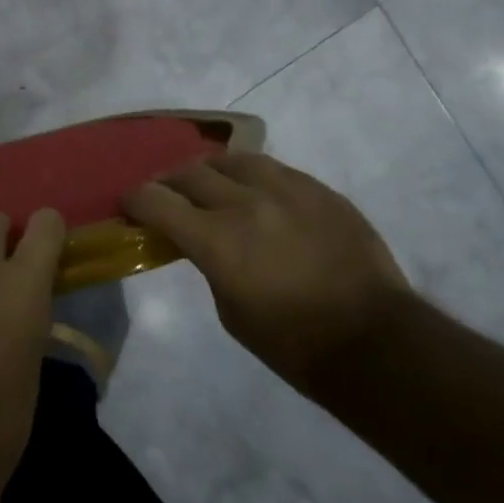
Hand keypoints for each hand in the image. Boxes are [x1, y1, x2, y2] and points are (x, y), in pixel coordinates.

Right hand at [122, 154, 413, 390]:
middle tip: (166, 196)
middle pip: (190, 173)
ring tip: (210, 186)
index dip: (135, 199)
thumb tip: (200, 239)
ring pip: (232, 159)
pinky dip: (251, 177)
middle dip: (169, 183)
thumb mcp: (229, 309)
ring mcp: (287, 189)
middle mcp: (247, 202)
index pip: (156, 200)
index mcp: (217, 239)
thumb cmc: (292, 342)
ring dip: (211, 172)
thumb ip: (207, 261)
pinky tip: (255, 193)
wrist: (374, 340)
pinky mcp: (318, 189)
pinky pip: (273, 168)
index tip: (130, 205)